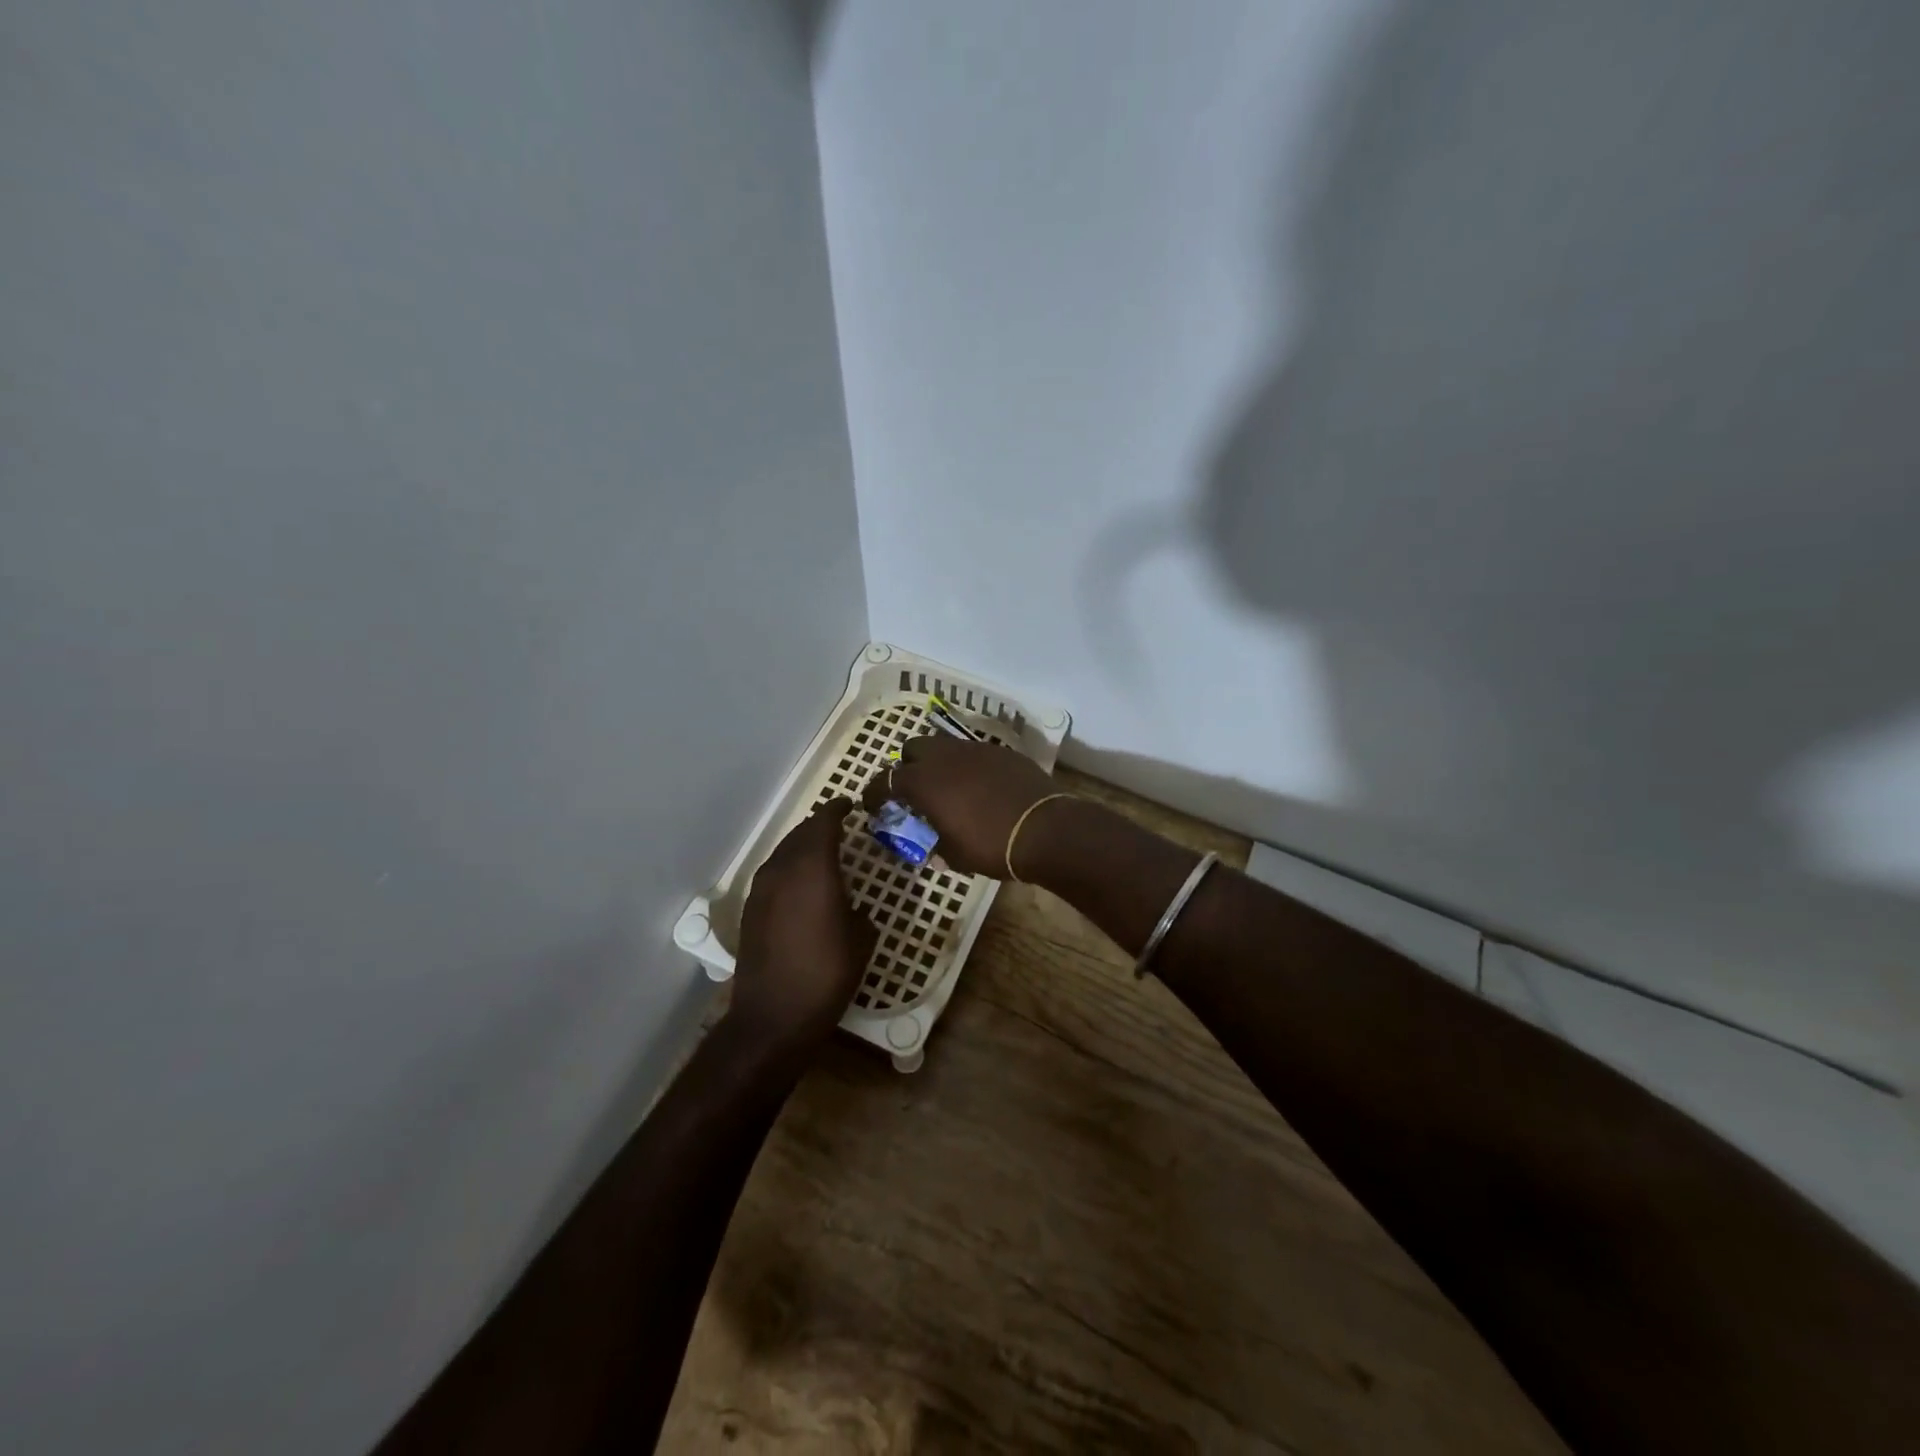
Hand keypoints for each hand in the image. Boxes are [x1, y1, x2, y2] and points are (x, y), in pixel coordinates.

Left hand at [731, 798, 876, 1050]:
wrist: (774, 1016)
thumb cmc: (827, 975)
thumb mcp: (861, 939)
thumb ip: (858, 910)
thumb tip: (852, 906)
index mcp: (813, 870)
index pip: (823, 823)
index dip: (837, 810)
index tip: (850, 805)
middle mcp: (783, 871)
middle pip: (800, 834)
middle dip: (819, 825)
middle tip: (840, 825)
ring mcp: (761, 890)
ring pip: (783, 852)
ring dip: (802, 845)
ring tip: (822, 850)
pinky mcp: (751, 910)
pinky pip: (773, 873)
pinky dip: (789, 867)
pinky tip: (802, 882)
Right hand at [861, 735, 1060, 878]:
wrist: (1044, 829)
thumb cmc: (990, 846)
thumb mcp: (955, 855)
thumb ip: (936, 845)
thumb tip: (933, 848)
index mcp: (923, 782)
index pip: (884, 780)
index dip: (873, 793)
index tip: (872, 806)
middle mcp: (944, 757)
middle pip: (913, 749)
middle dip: (907, 767)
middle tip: (914, 791)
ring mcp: (974, 750)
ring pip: (944, 746)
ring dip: (938, 764)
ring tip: (948, 788)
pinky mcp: (1000, 752)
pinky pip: (973, 754)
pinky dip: (967, 767)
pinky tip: (979, 788)